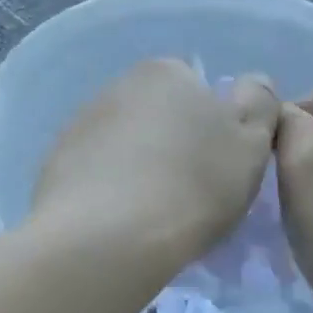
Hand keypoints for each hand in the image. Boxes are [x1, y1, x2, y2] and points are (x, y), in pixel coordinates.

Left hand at [32, 59, 277, 275]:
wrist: (107, 239)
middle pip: (157, 115)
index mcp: (164, 72)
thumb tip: (252, 85)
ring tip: (151, 216)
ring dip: (136, 168)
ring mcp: (79, 126)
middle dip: (172, 145)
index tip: (217, 165)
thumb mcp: (251, 143)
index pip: (196, 87)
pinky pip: (93, 175)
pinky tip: (118, 224)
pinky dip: (107, 192)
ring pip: (123, 145)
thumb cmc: (192, 185)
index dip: (212, 125)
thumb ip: (259, 104)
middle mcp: (116, 88)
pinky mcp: (54, 166)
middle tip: (189, 193)